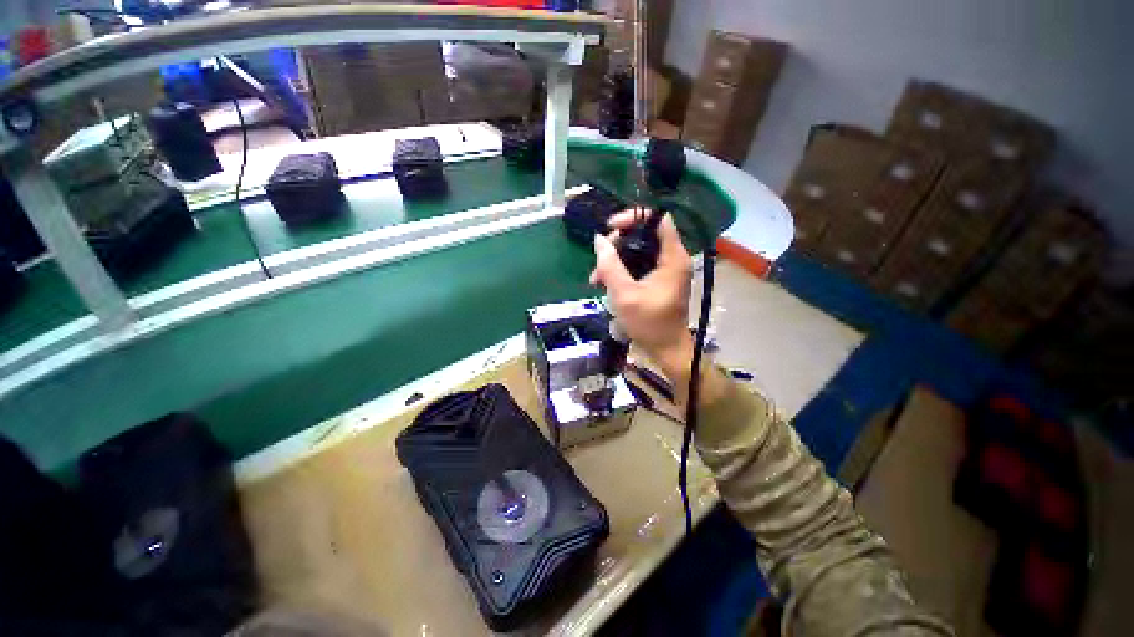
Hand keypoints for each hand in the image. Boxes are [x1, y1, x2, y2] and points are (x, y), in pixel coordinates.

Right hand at [590, 209, 695, 384]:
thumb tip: (598, 240)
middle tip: (599, 260)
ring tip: (596, 278)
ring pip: (638, 250)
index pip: (658, 219)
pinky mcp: (659, 279)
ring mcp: (666, 269)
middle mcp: (672, 258)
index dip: (633, 217)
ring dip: (616, 259)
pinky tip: (605, 283)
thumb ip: (610, 266)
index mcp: (672, 257)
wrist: (666, 349)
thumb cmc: (649, 323)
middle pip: (644, 233)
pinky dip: (622, 270)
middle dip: (618, 243)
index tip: (610, 229)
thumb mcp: (624, 294)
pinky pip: (639, 264)